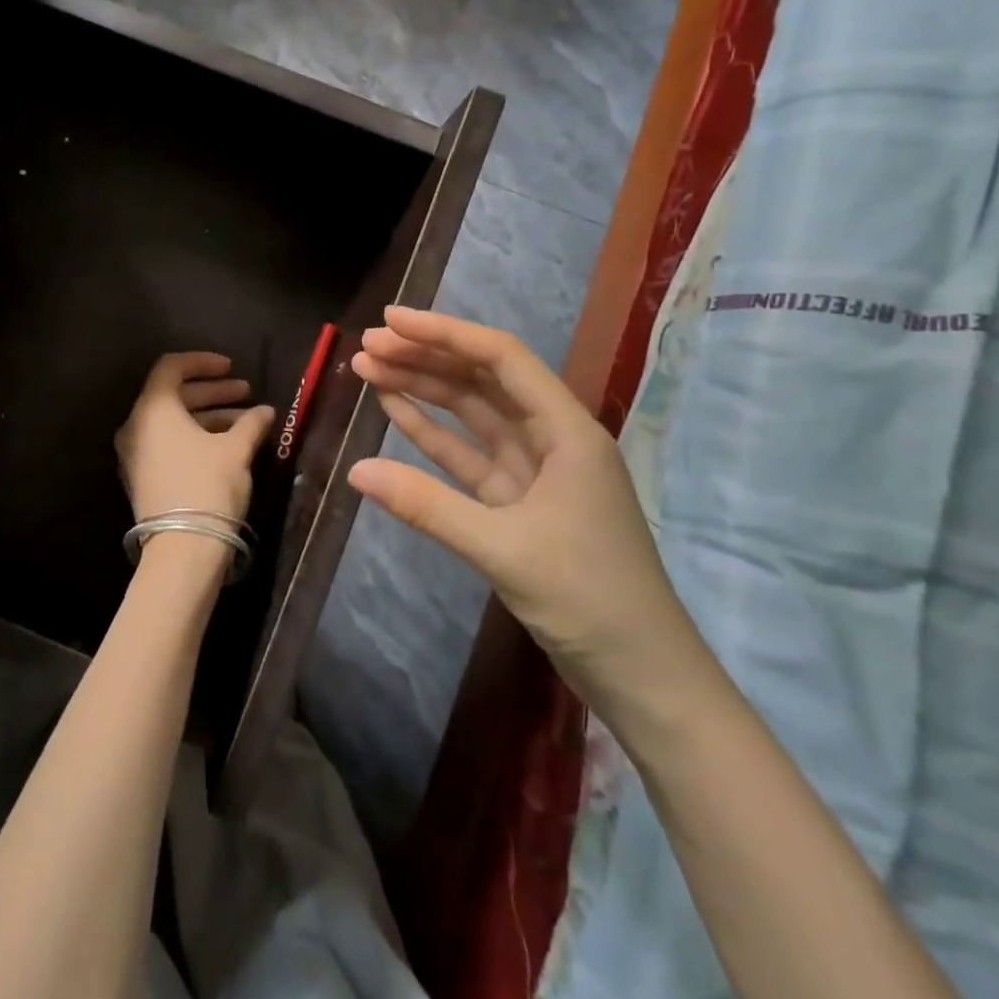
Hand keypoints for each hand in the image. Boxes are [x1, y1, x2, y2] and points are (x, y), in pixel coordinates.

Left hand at [115, 353, 274, 527]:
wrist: (182, 549)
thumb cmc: (208, 486)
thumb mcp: (235, 450)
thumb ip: (250, 423)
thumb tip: (265, 411)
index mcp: (153, 409)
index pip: (171, 368)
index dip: (202, 362)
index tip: (231, 367)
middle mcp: (136, 426)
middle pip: (173, 395)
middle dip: (212, 391)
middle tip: (246, 392)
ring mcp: (136, 454)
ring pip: (173, 422)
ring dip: (208, 416)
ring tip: (246, 421)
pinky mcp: (143, 477)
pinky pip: (168, 443)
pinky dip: (194, 437)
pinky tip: (227, 444)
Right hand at [348, 307, 699, 712]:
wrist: (641, 677)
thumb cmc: (590, 600)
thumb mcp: (505, 549)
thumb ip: (428, 506)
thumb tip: (356, 471)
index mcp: (568, 432)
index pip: (501, 359)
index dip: (444, 334)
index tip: (390, 321)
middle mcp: (551, 439)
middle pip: (482, 381)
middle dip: (425, 358)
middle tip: (367, 346)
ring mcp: (533, 471)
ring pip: (471, 415)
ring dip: (423, 391)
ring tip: (370, 369)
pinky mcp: (516, 503)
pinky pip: (467, 456)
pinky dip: (431, 435)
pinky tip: (396, 412)